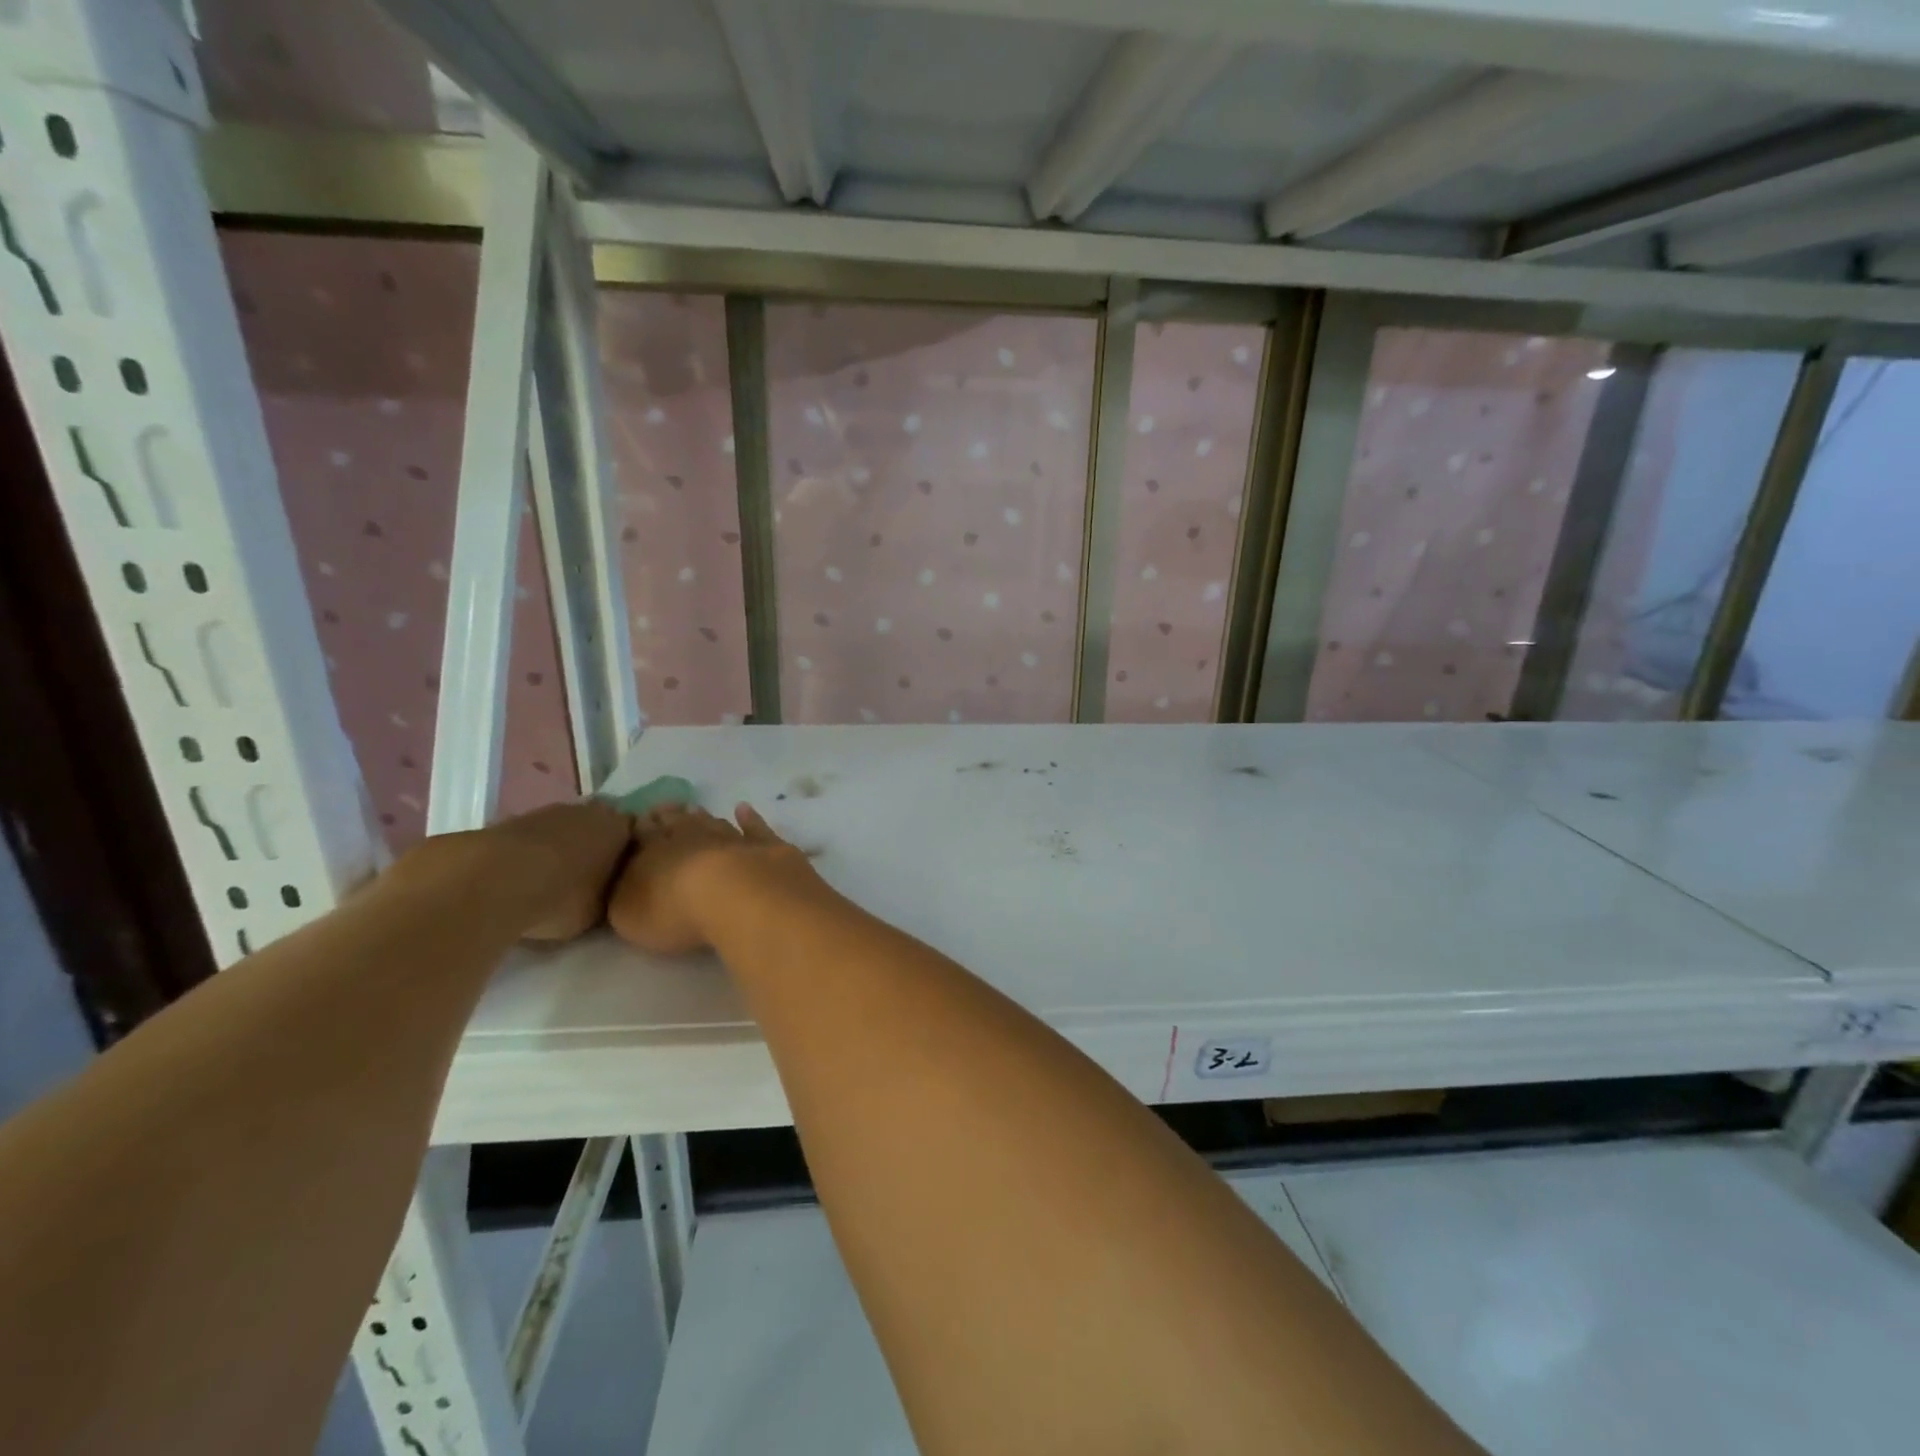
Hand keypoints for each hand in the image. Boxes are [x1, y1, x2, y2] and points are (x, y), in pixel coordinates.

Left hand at [489, 799, 635, 941]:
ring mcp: (546, 812)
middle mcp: (588, 811)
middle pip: (597, 825)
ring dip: (559, 849)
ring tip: (551, 882)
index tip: (622, 876)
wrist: (493, 882)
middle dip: (594, 846)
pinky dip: (529, 855)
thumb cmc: (563, 896)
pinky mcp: (508, 822)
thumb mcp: (601, 909)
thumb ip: (610, 894)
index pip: (634, 832)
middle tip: (589, 878)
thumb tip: (607, 892)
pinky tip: (521, 880)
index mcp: (619, 826)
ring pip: (562, 830)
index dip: (628, 853)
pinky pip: (530, 840)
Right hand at [607, 803, 821, 955]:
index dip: (640, 827)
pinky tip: (744, 809)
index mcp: (656, 852)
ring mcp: (732, 839)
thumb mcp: (629, 913)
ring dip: (704, 817)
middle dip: (669, 816)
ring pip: (715, 823)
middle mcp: (693, 838)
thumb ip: (623, 894)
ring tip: (695, 808)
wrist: (738, 897)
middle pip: (679, 823)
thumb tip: (624, 879)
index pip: (644, 834)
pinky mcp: (767, 847)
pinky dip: (750, 819)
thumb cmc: (675, 911)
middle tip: (663, 807)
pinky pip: (756, 829)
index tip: (638, 818)